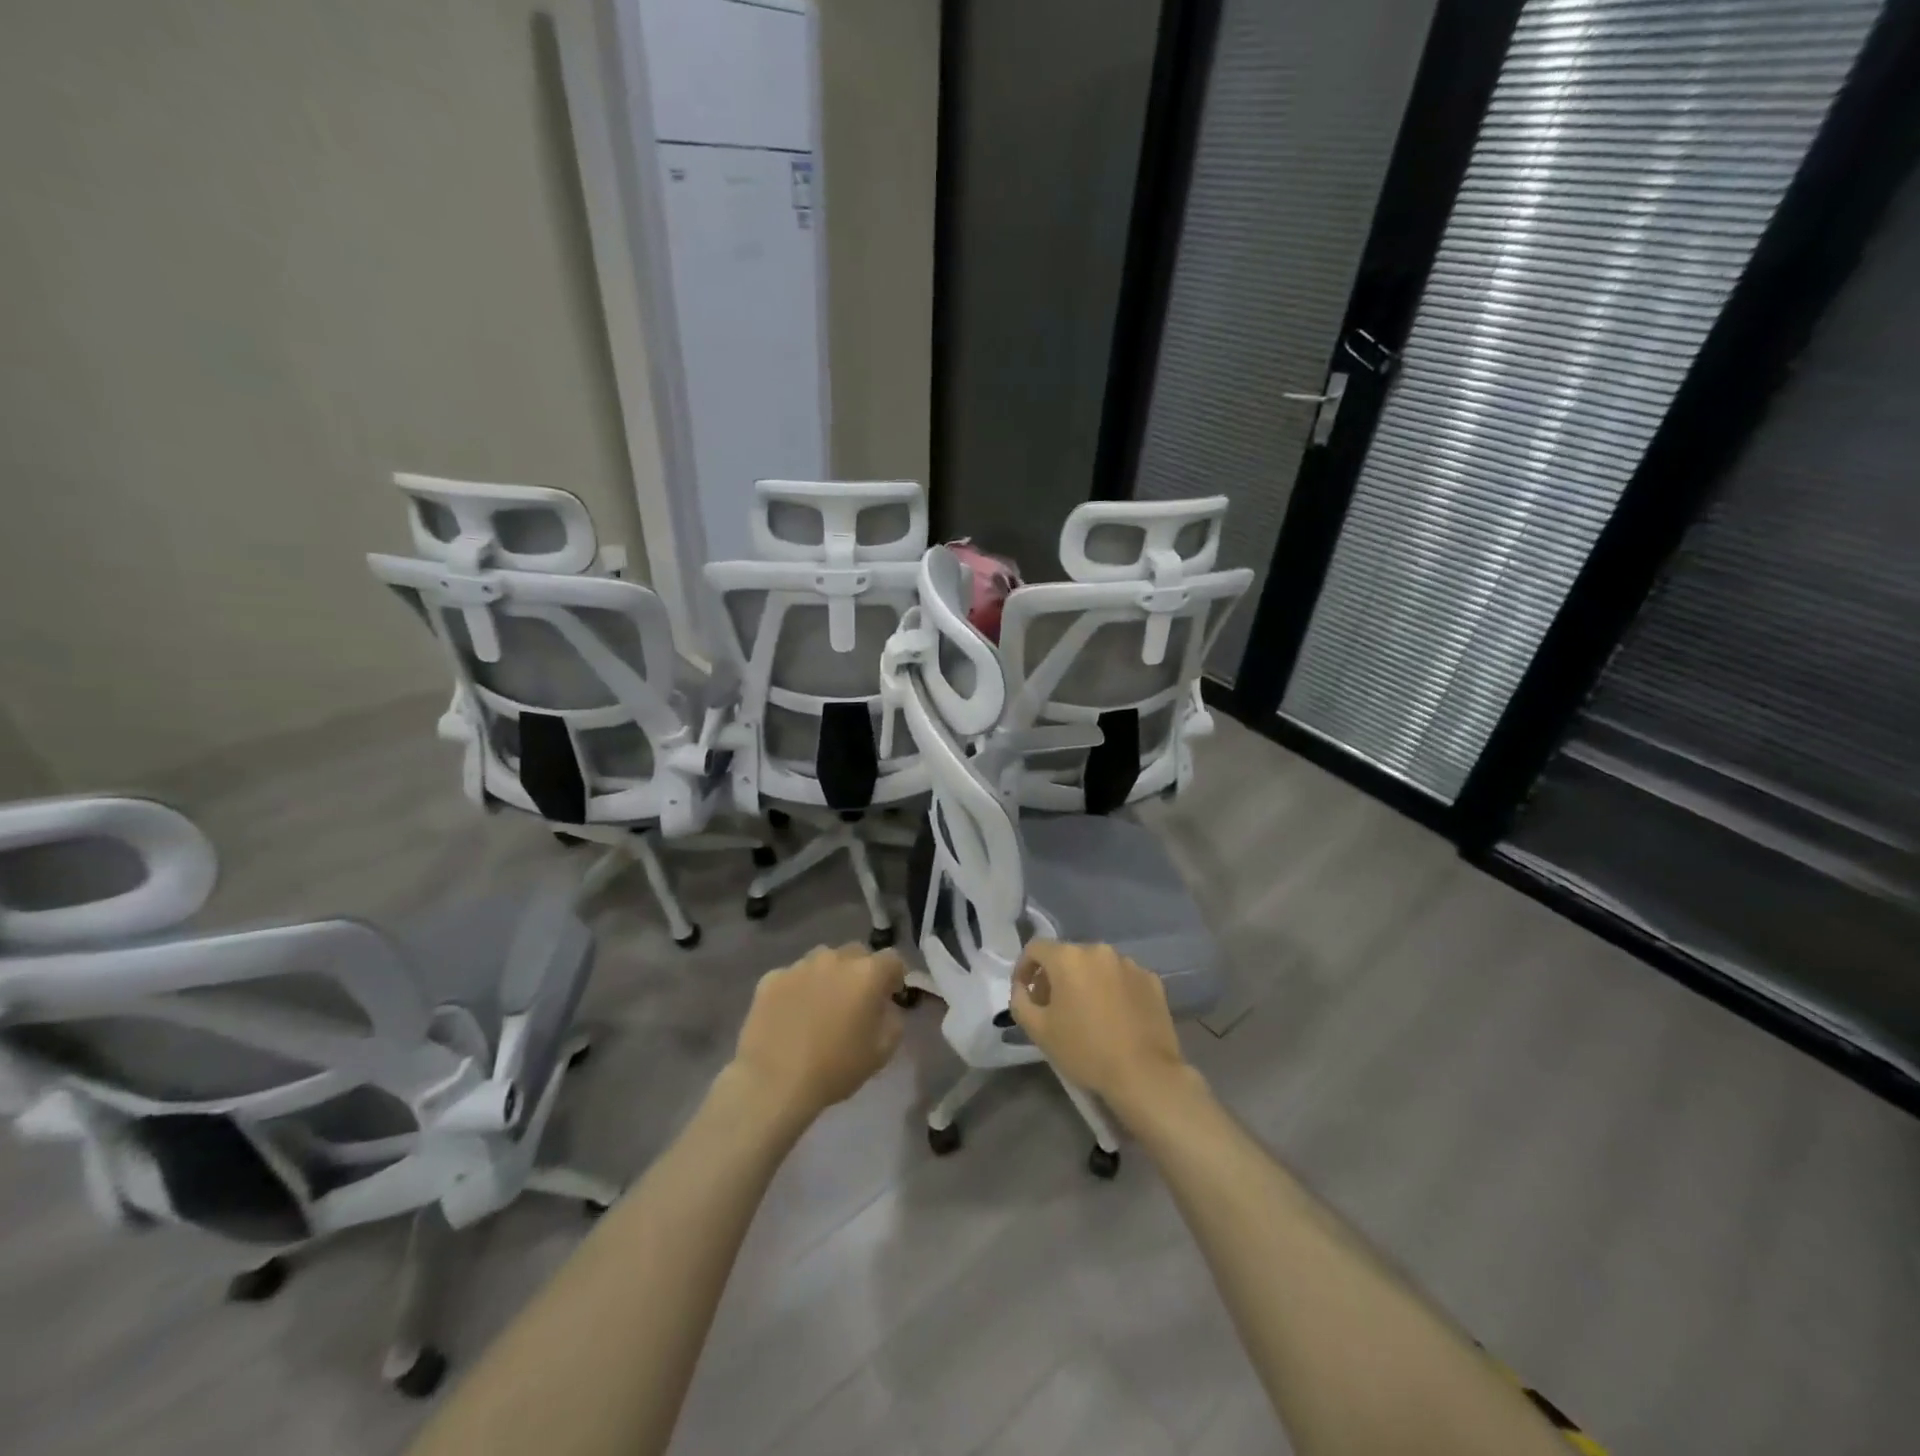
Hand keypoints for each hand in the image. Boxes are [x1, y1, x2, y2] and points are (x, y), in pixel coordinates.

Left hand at [729, 944, 905, 1124]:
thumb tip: (885, 1005)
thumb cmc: (835, 1069)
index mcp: (867, 973)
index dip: (895, 977)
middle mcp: (834, 959)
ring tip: (821, 1005)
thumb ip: (893, 1018)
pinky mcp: (771, 978)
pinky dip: (798, 988)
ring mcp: (800, 966)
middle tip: (855, 1001)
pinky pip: (793, 976)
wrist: (774, 1084)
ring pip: (823, 960)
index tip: (890, 996)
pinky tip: (791, 1014)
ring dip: (829, 975)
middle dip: (861, 971)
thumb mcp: (882, 1051)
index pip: (892, 959)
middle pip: (856, 954)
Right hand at [1011, 941, 1191, 1112]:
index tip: (1025, 992)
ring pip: (1097, 966)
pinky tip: (1115, 1017)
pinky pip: (1122, 978)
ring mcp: (1129, 963)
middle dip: (1055, 977)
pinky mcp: (1152, 980)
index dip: (1024, 968)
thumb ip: (1020, 1001)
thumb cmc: (1085, 1050)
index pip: (1035, 948)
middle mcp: (1099, 951)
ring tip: (1087, 1013)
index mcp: (1068, 957)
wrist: (1144, 1074)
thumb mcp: (1038, 1030)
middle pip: (1067, 956)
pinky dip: (1113, 990)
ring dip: (1086, 982)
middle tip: (1053, 1007)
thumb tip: (1022, 988)